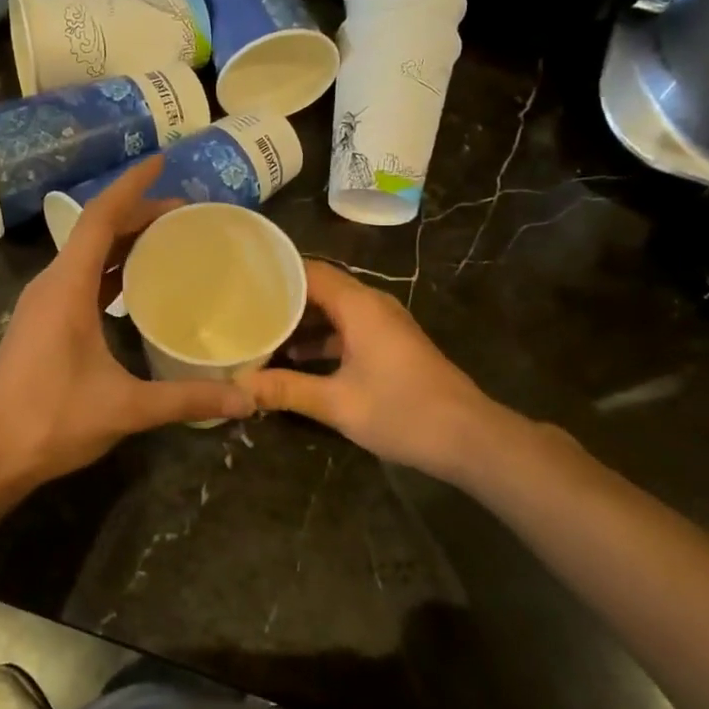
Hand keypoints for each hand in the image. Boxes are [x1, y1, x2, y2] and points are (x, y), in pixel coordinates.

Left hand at [0, 158, 254, 501]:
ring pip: (87, 255)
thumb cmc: (49, 419)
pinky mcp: (41, 325)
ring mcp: (43, 305)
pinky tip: (135, 287)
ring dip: (124, 242)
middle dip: (138, 214)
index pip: (100, 217)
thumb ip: (186, 399)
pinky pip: (80, 279)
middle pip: (96, 231)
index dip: (132, 186)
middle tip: (186, 213)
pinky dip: (110, 270)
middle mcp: (52, 284)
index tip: (162, 161)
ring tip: (167, 240)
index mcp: (67, 286)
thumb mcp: (124, 407)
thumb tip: (246, 399)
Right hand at [239, 261, 519, 478]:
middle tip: (242, 309)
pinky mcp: (390, 345)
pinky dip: (320, 339)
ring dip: (300, 323)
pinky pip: (347, 329)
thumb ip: (286, 390)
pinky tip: (294, 361)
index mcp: (360, 306)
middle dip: (282, 300)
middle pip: (320, 288)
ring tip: (260, 335)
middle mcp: (372, 305)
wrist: (470, 438)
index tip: (240, 281)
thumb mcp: (338, 403)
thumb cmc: (403, 413)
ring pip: (333, 310)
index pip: (309, 270)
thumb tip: (239, 387)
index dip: (275, 273)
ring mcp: (383, 325)